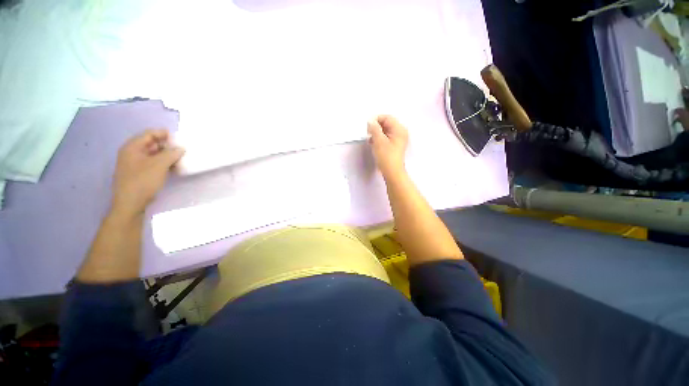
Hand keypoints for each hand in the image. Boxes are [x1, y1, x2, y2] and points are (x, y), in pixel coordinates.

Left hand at [111, 129, 184, 216]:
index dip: (164, 134)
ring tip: (180, 159)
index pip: (149, 134)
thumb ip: (171, 154)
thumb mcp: (159, 165)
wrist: (131, 203)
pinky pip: (153, 163)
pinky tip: (173, 168)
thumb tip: (180, 148)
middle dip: (167, 146)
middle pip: (151, 143)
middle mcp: (132, 153)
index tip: (179, 139)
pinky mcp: (139, 173)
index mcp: (132, 147)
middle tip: (181, 150)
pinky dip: (163, 164)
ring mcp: (135, 164)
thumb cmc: (143, 181)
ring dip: (167, 156)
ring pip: (153, 154)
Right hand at [367, 115, 408, 178]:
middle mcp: (400, 132)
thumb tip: (371, 121)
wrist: (392, 172)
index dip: (376, 120)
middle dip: (376, 128)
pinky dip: (379, 139)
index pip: (387, 117)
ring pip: (385, 131)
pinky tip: (374, 144)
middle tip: (369, 134)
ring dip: (376, 134)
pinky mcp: (394, 146)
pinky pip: (385, 138)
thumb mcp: (379, 141)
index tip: (368, 127)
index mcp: (399, 129)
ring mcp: (397, 139)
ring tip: (371, 140)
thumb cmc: (386, 157)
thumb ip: (374, 128)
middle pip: (386, 123)